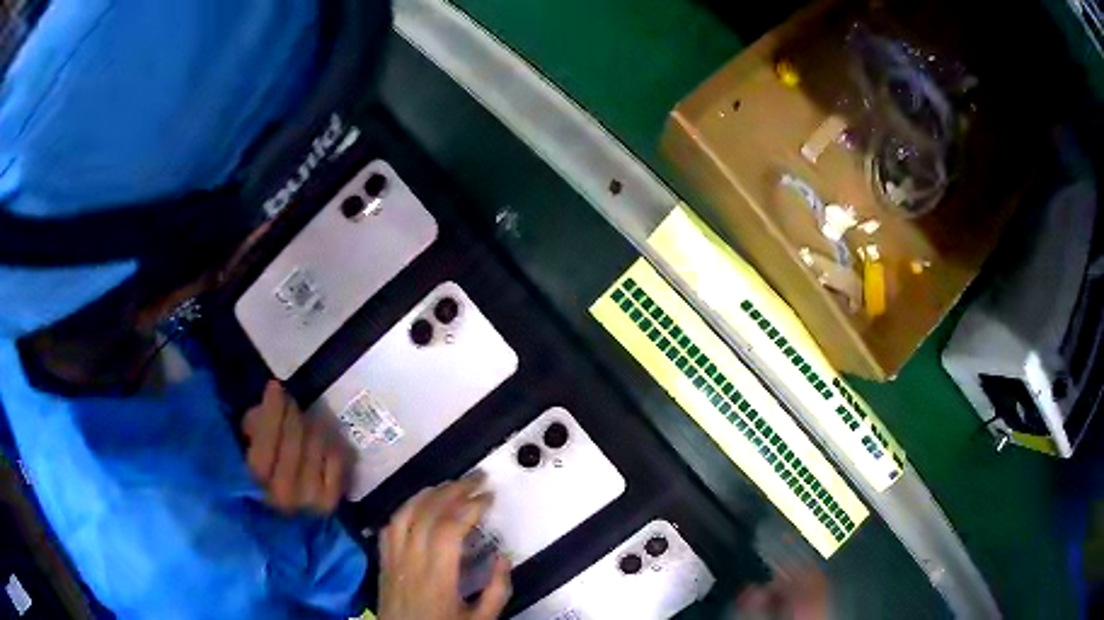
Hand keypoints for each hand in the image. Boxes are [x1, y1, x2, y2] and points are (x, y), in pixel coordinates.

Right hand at [243, 380, 349, 513]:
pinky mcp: (329, 502)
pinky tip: (321, 438)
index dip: (272, 412)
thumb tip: (270, 407)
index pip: (266, 443)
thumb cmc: (253, 472)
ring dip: (309, 425)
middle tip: (289, 400)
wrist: (275, 513)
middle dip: (291, 413)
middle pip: (293, 442)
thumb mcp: (243, 445)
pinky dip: (330, 443)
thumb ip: (252, 426)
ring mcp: (309, 501)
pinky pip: (336, 460)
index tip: (275, 386)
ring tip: (302, 418)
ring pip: (316, 447)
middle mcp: (283, 496)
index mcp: (253, 483)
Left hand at [378, 476, 510, 619]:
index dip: (470, 506)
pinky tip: (417, 507)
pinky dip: (404, 511)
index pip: (450, 529)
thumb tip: (503, 557)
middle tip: (475, 479)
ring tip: (448, 485)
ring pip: (404, 515)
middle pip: (426, 514)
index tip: (489, 496)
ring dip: (427, 494)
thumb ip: (496, 590)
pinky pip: (389, 528)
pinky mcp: (383, 563)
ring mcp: (393, 560)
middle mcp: (412, 562)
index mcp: (438, 577)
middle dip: (453, 490)